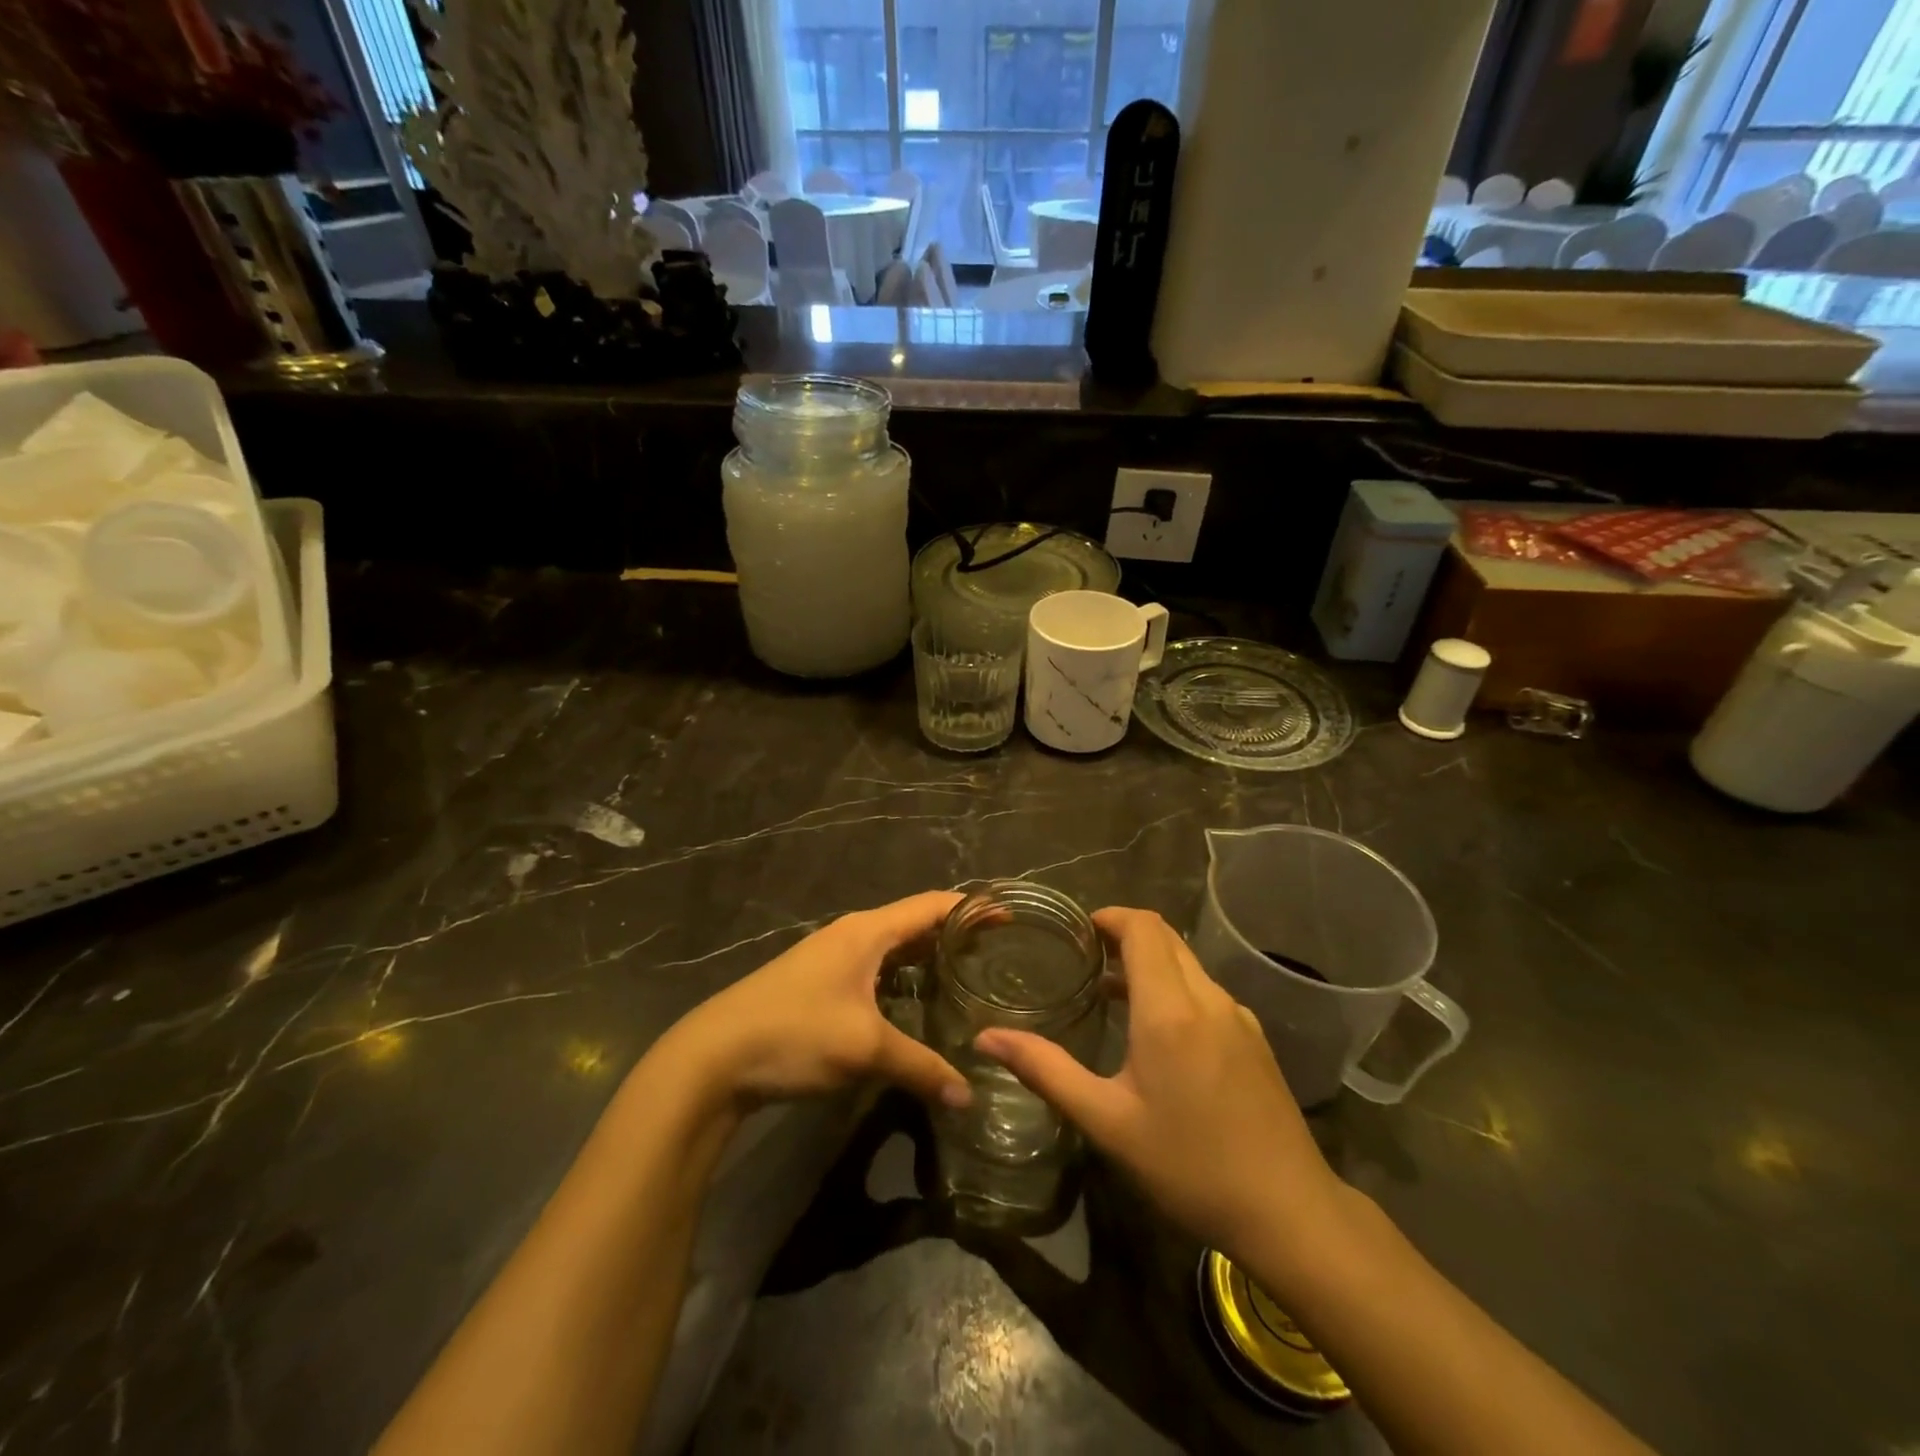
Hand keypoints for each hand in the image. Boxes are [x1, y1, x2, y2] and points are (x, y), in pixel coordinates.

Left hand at [663, 890, 970, 1110]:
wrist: (713, 1058)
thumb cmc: (794, 1034)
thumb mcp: (865, 1049)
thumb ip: (921, 1068)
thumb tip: (969, 1096)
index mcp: (867, 931)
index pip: (931, 905)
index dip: (971, 908)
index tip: (1009, 915)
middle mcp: (852, 935)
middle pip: (914, 923)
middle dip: (954, 934)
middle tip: (998, 952)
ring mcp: (832, 959)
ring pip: (893, 949)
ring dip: (927, 957)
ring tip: (967, 976)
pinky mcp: (819, 984)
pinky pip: (875, 969)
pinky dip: (903, 977)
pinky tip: (917, 1003)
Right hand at [976, 907, 1347, 1259]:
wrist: (1289, 1211)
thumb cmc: (1189, 1165)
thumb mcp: (1107, 1122)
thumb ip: (1046, 1071)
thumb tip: (986, 1038)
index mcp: (1169, 1009)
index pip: (1143, 927)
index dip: (1110, 916)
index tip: (1079, 931)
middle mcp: (1208, 998)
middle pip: (1166, 937)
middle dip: (1125, 935)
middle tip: (1085, 958)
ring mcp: (1238, 1016)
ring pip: (1188, 964)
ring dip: (1150, 963)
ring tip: (1112, 994)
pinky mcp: (1254, 1039)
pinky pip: (1206, 991)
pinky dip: (1174, 988)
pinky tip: (1158, 1034)